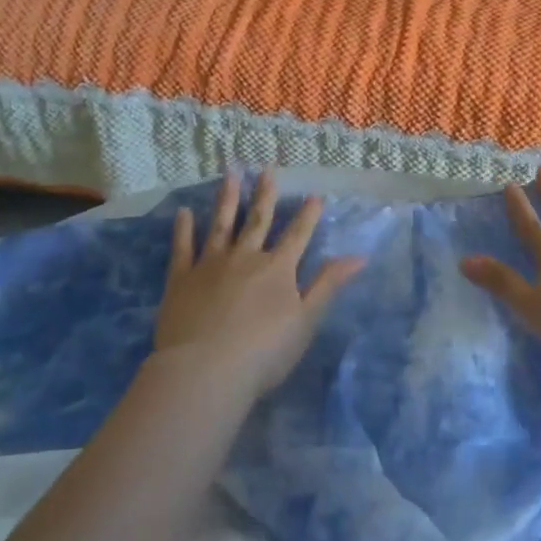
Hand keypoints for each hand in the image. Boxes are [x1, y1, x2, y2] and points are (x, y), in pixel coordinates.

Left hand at [154, 171, 363, 397]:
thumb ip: (328, 285)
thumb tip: (358, 256)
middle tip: (267, 169)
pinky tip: (184, 212)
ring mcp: (211, 265)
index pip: (298, 235)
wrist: (205, 371)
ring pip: (221, 224)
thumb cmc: (263, 352)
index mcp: (278, 269)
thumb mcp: (306, 321)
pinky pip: (182, 248)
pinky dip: (184, 229)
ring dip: (227, 199)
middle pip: (258, 220)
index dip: (307, 214)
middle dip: (265, 195)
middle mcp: (246, 257)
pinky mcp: (181, 279)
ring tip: (230, 174)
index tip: (314, 194)